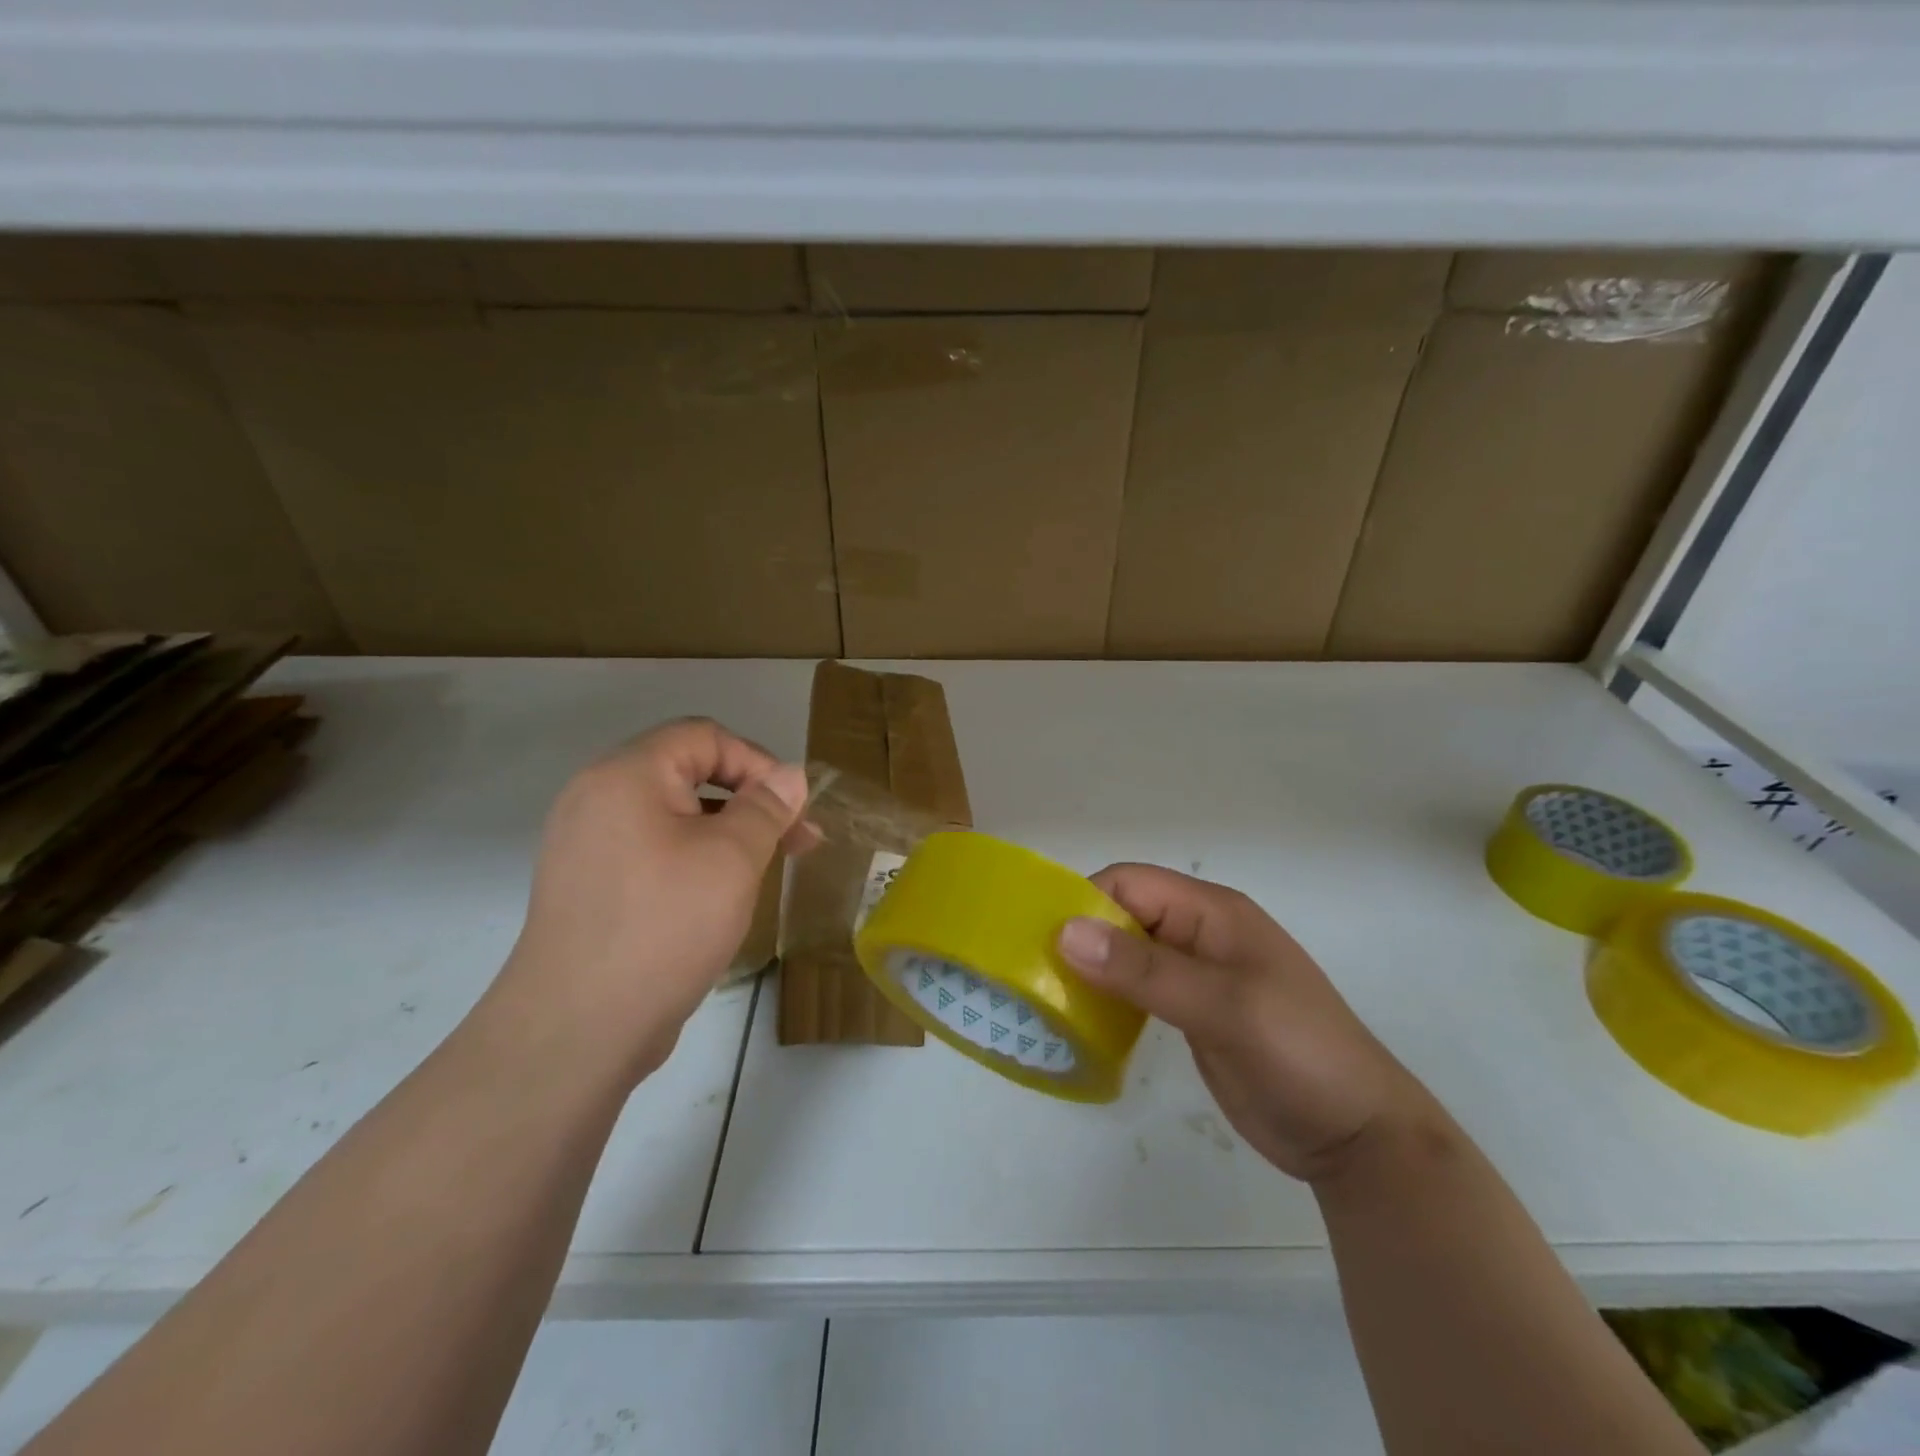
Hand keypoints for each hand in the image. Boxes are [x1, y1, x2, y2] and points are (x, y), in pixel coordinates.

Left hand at [487, 718, 809, 1085]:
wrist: (577, 1029)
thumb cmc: (664, 925)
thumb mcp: (731, 858)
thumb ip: (766, 807)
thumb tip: (791, 775)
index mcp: (626, 775)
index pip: (704, 736)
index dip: (758, 762)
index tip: (793, 808)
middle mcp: (598, 798)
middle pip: (688, 772)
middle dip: (750, 800)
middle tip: (796, 841)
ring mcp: (588, 845)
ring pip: (674, 816)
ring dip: (727, 832)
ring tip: (767, 870)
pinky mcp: (590, 886)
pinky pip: (653, 850)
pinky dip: (695, 858)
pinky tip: (721, 896)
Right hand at [1057, 864, 1421, 1182]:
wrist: (1356, 1136)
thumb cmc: (1298, 1054)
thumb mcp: (1223, 1007)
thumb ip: (1145, 970)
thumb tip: (1066, 931)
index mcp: (1212, 912)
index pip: (1130, 884)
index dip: (1086, 902)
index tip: (1043, 943)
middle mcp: (1199, 933)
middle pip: (1123, 915)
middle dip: (1080, 937)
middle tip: (1035, 975)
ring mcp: (1195, 975)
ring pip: (1125, 954)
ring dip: (1088, 969)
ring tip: (1046, 999)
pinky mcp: (1190, 1013)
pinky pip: (1135, 990)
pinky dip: (1106, 998)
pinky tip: (1080, 1021)